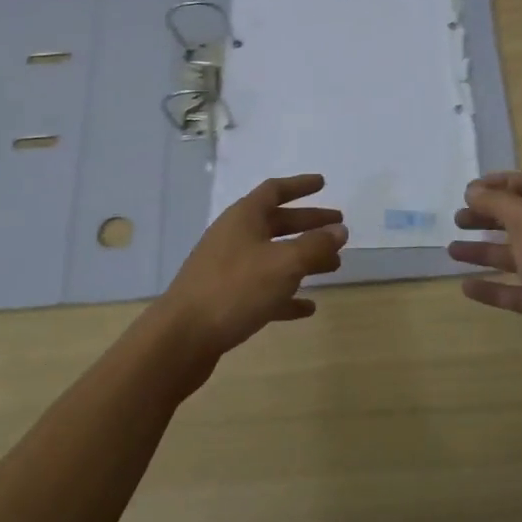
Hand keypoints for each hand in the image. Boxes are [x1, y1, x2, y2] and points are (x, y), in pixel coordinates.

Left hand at [154, 174, 347, 374]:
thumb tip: (340, 230)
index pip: (275, 190)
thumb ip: (315, 246)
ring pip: (273, 257)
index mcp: (244, 218)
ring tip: (334, 266)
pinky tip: (308, 307)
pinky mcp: (226, 300)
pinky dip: (286, 294)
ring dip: (303, 259)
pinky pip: (263, 290)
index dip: (300, 185)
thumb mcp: (284, 264)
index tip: (323, 183)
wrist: (181, 338)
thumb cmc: (235, 289)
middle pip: (277, 223)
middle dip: (309, 224)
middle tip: (339, 229)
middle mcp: (234, 237)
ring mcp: (228, 269)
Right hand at [449, 170, 521, 402]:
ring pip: (514, 255)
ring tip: (452, 251)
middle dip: (488, 215)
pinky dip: (491, 287)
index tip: (471, 191)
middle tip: (458, 219)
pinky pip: (515, 290)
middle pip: (520, 218)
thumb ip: (499, 202)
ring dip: (483, 250)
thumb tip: (475, 190)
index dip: (502, 182)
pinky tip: (466, 288)